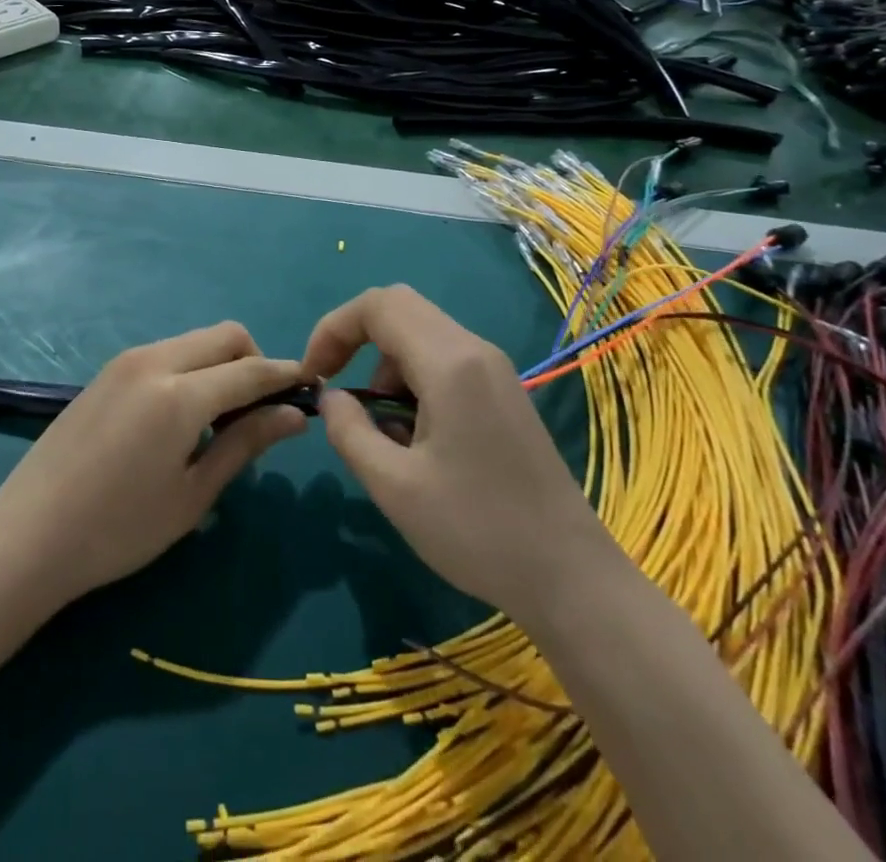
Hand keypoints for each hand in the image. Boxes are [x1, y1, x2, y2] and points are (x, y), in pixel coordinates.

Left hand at [0, 321, 310, 607]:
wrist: (28, 534)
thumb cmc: (118, 529)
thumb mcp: (193, 495)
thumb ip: (246, 444)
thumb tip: (295, 415)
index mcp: (180, 394)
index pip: (250, 370)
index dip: (285, 377)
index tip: (311, 389)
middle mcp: (155, 361)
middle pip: (225, 336)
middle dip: (254, 361)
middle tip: (260, 412)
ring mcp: (126, 360)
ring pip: (195, 340)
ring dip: (222, 364)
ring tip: (220, 420)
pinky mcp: (108, 370)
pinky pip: (167, 352)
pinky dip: (191, 368)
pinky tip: (182, 416)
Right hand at [308, 286, 596, 613]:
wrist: (571, 578)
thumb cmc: (477, 531)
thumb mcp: (394, 487)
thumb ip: (349, 431)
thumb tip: (331, 398)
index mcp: (449, 363)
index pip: (378, 306)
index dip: (334, 329)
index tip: (314, 375)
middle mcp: (474, 350)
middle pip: (400, 307)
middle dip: (355, 338)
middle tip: (336, 388)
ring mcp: (494, 368)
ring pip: (421, 333)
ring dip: (385, 364)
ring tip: (380, 428)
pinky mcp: (503, 391)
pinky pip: (444, 359)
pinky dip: (412, 379)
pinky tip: (414, 435)